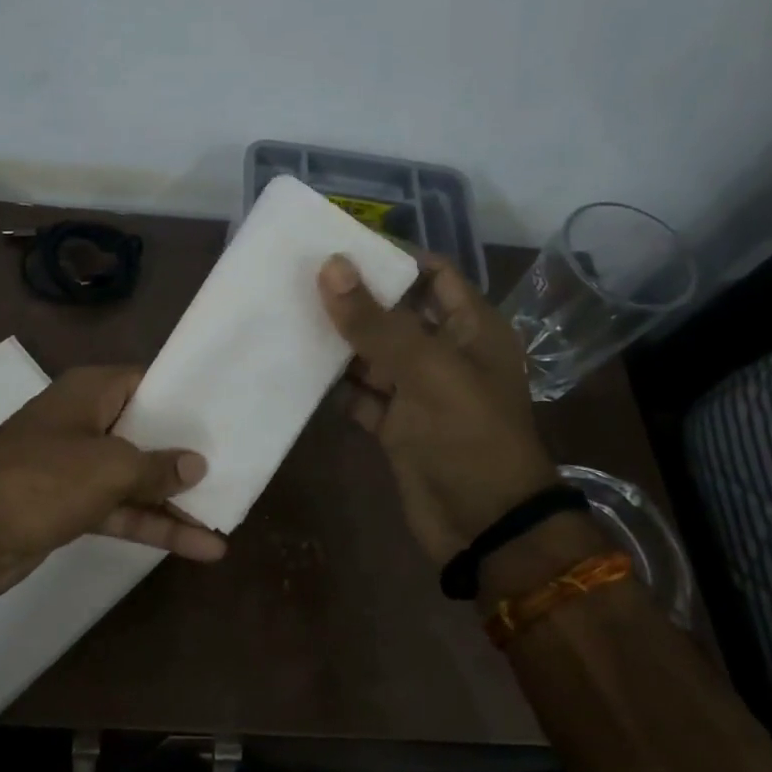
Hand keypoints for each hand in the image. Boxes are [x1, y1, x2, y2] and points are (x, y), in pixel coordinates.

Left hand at [0, 365, 226, 602]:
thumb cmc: (40, 481)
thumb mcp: (109, 468)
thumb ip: (157, 466)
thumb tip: (196, 463)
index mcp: (89, 392)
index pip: (147, 382)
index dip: (185, 397)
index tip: (224, 412)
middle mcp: (83, 422)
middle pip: (145, 432)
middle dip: (184, 453)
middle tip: (236, 464)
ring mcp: (74, 467)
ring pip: (134, 478)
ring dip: (174, 500)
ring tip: (226, 517)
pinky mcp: (68, 507)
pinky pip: (119, 510)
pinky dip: (151, 525)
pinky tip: (197, 547)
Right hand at [318, 254, 560, 564]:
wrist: (484, 527)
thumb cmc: (469, 437)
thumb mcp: (427, 371)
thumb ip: (376, 321)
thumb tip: (330, 266)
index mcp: (470, 328)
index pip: (431, 273)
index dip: (390, 257)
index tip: (338, 244)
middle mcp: (445, 353)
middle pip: (395, 312)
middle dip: (353, 297)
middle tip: (298, 276)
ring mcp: (418, 391)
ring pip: (372, 353)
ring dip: (338, 341)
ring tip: (287, 315)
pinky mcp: (396, 424)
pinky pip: (360, 393)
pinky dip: (335, 385)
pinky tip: (297, 369)